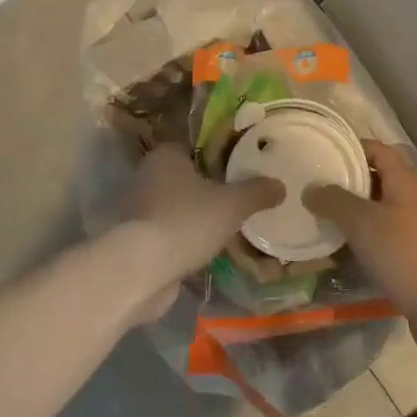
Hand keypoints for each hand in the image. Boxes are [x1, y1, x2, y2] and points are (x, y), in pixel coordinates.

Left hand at [114, 145, 283, 320]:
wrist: (143, 269)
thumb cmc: (187, 221)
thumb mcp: (232, 204)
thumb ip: (257, 192)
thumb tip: (280, 185)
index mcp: (166, 155)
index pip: (195, 146)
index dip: (218, 155)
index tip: (240, 168)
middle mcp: (147, 175)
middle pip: (185, 176)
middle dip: (208, 187)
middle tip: (238, 198)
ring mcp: (138, 208)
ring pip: (176, 205)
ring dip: (195, 215)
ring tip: (226, 226)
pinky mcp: (136, 238)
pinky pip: (168, 231)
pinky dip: (183, 238)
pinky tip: (206, 249)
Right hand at [305, 141, 416, 365]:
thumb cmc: (404, 253)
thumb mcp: (361, 222)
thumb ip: (333, 201)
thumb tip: (310, 188)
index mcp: (406, 181)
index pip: (377, 150)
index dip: (350, 147)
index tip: (321, 152)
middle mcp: (416, 199)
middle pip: (378, 181)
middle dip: (347, 183)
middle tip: (313, 188)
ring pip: (380, 213)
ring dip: (353, 216)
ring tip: (320, 219)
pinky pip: (385, 240)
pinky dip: (364, 241)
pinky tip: (341, 253)